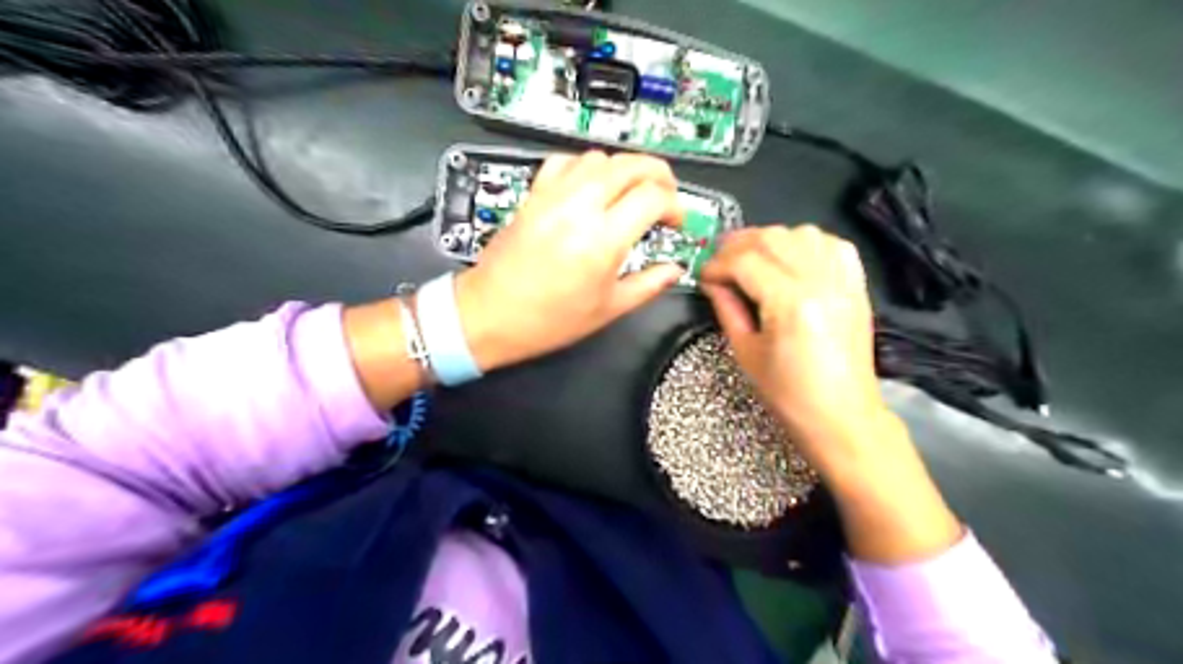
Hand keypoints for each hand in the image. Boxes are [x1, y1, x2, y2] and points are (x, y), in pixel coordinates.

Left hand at [460, 150, 688, 373]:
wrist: (490, 314)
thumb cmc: (548, 320)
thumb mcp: (608, 309)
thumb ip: (648, 285)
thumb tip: (674, 270)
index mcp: (602, 240)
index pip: (653, 196)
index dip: (675, 206)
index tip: (675, 222)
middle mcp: (579, 208)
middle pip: (631, 164)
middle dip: (659, 174)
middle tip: (665, 196)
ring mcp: (552, 196)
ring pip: (599, 157)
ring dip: (624, 169)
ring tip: (631, 193)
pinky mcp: (534, 195)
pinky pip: (565, 162)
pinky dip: (586, 167)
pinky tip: (591, 188)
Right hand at [699, 226, 960, 561]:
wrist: (842, 416)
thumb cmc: (789, 395)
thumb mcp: (746, 353)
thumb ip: (727, 308)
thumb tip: (711, 281)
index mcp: (790, 303)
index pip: (746, 261)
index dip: (717, 263)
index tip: (704, 275)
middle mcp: (820, 281)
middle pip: (773, 238)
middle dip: (738, 244)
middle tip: (720, 261)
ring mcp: (843, 280)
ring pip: (802, 233)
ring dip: (771, 240)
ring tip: (752, 258)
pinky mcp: (856, 285)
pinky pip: (831, 244)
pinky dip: (806, 242)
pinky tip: (790, 258)